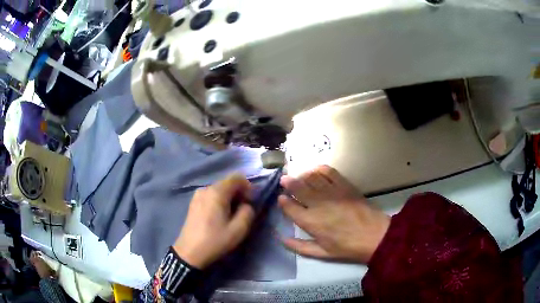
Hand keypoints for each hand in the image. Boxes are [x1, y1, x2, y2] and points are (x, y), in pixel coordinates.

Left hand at [173, 175, 254, 269]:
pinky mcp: (193, 203)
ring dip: (229, 198)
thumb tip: (246, 205)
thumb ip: (248, 212)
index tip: (251, 202)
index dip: (248, 187)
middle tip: (243, 210)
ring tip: (231, 215)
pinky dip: (220, 201)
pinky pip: (211, 195)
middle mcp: (206, 188)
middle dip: (239, 193)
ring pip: (219, 189)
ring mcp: (197, 195)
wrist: (190, 252)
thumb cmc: (215, 240)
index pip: (237, 177)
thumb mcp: (239, 230)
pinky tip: (219, 216)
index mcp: (216, 192)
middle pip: (227, 183)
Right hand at [279, 165, 389, 262]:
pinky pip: (328, 172)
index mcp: (310, 221)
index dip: (283, 201)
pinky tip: (316, 170)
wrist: (374, 235)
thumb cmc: (347, 247)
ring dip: (302, 175)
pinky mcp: (344, 185)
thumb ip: (299, 246)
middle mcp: (318, 203)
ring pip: (311, 178)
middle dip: (289, 182)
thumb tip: (281, 239)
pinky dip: (320, 169)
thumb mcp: (321, 253)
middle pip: (298, 188)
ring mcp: (332, 192)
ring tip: (299, 176)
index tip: (281, 198)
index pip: (290, 207)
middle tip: (284, 180)